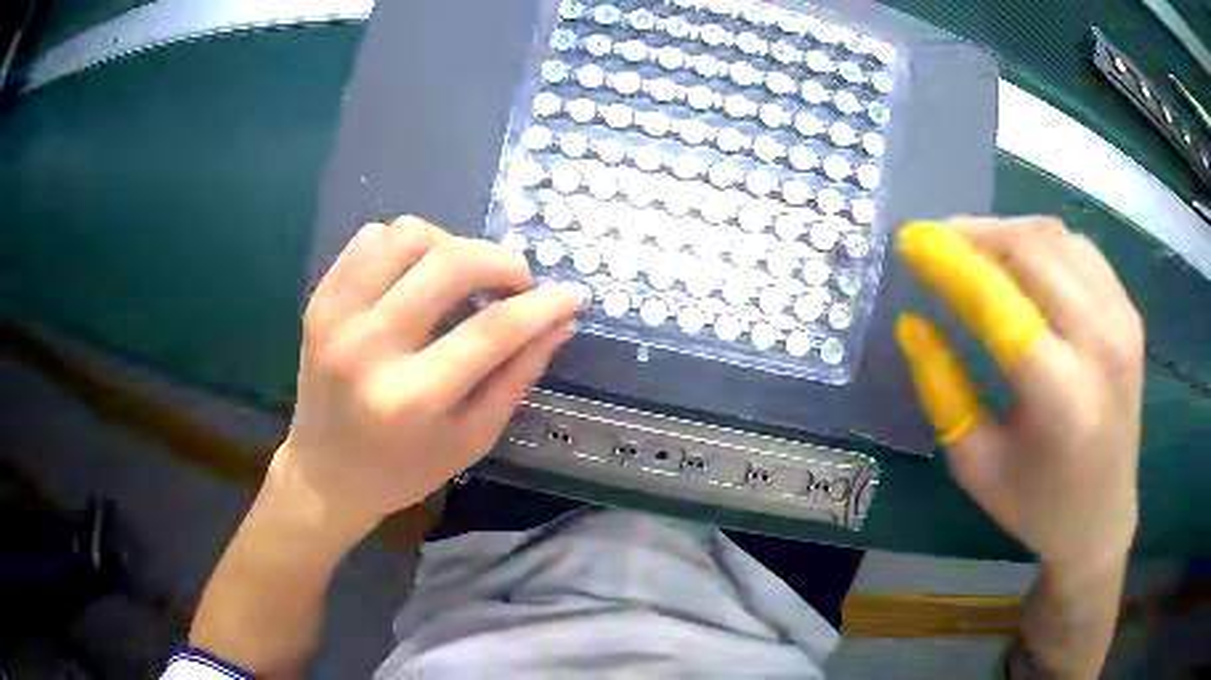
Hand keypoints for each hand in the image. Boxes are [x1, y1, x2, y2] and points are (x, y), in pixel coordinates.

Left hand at [274, 217, 579, 537]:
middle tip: (516, 284)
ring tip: (463, 277)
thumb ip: (517, 375)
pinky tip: (418, 275)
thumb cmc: (404, 469)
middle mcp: (367, 347)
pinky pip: (370, 239)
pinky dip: (406, 245)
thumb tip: (560, 320)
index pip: (491, 331)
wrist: (325, 473)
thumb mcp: (471, 438)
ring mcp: (336, 316)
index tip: (571, 296)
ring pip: (407, 235)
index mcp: (411, 398)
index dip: (541, 307)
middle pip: (448, 265)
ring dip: (451, 246)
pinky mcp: (319, 300)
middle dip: (500, 262)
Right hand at [895, 218, 1142, 571]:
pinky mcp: (1130, 313)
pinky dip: (1041, 242)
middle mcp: (1102, 345)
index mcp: (1063, 398)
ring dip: (1006, 232)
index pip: (1001, 303)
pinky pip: (1080, 250)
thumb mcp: (975, 464)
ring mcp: (1123, 322)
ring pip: (1056, 239)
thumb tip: (913, 323)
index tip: (909, 241)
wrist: (1102, 518)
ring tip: (971, 246)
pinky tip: (1020, 259)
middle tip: (936, 241)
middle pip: (1032, 252)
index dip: (951, 263)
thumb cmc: (1036, 505)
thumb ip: (942, 390)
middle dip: (975, 235)